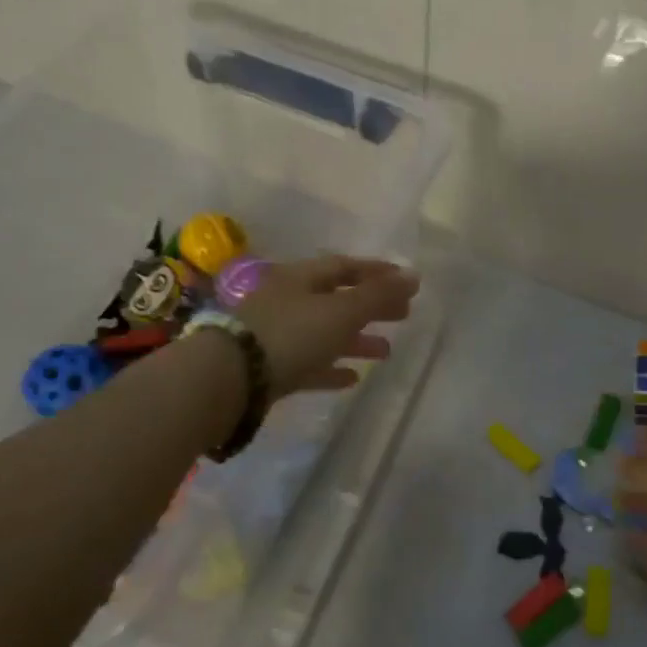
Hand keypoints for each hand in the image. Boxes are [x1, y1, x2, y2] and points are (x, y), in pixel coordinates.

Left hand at [233, 255, 418, 398]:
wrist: (231, 378)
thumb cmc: (291, 334)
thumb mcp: (341, 311)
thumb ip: (378, 295)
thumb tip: (414, 275)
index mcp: (301, 278)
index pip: (345, 267)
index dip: (377, 272)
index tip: (406, 281)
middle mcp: (287, 301)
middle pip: (336, 299)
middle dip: (370, 306)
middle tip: (403, 315)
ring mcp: (276, 335)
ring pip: (324, 333)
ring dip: (356, 340)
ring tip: (386, 351)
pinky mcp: (270, 368)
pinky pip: (308, 364)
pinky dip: (331, 367)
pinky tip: (352, 377)